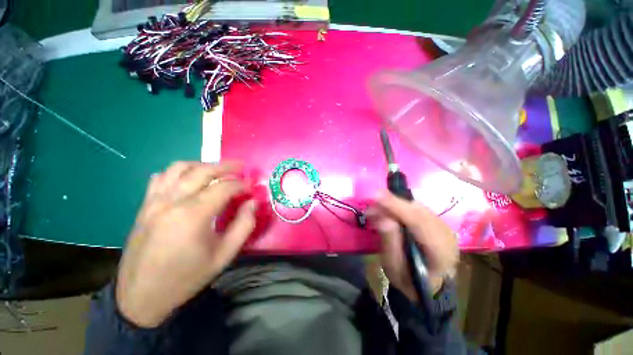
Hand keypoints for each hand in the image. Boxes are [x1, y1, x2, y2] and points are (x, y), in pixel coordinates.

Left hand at [116, 162, 255, 327]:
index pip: (224, 187)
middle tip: (241, 167)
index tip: (251, 187)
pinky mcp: (144, 206)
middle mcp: (172, 201)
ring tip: (217, 170)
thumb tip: (253, 203)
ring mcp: (154, 201)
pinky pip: (161, 177)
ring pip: (179, 167)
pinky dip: (178, 172)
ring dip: (202, 165)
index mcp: (193, 215)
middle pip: (203, 171)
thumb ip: (244, 225)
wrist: (141, 296)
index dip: (241, 184)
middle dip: (226, 166)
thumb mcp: (224, 255)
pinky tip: (189, 179)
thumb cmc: (187, 277)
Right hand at [369, 191, 458, 301]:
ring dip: (395, 204)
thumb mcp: (394, 268)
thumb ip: (390, 244)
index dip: (397, 207)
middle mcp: (446, 235)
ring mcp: (443, 227)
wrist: (428, 285)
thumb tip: (384, 219)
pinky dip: (399, 206)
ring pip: (417, 207)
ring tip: (376, 207)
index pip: (419, 223)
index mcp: (441, 252)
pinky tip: (387, 210)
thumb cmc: (409, 280)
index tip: (376, 196)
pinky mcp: (436, 222)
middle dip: (393, 202)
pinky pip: (416, 208)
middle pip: (419, 211)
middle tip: (371, 200)